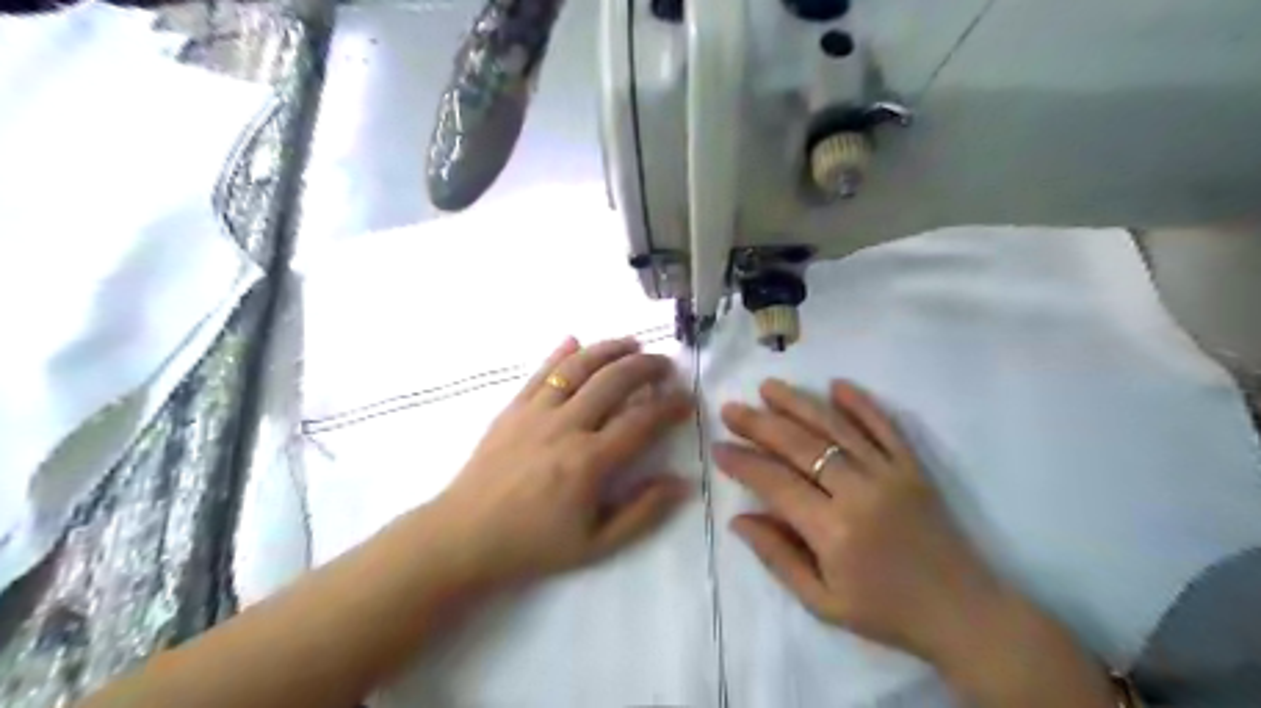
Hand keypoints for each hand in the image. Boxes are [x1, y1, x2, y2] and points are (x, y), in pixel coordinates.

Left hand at [427, 333, 694, 586]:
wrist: (464, 535)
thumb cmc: (533, 543)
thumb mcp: (596, 544)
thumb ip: (643, 513)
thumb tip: (682, 483)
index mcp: (589, 461)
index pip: (641, 421)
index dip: (669, 406)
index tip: (686, 400)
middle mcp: (565, 426)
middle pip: (613, 381)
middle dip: (646, 366)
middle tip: (665, 365)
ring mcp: (535, 412)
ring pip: (578, 367)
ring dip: (609, 349)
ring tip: (632, 344)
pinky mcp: (512, 408)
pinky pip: (541, 372)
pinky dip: (561, 353)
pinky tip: (576, 341)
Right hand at [714, 383, 1011, 662]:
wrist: (964, 614)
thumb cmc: (885, 612)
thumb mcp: (822, 603)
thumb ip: (778, 557)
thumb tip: (738, 518)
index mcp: (834, 531)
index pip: (776, 483)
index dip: (744, 463)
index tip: (718, 448)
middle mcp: (860, 492)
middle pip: (801, 446)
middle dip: (760, 424)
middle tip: (732, 409)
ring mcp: (891, 474)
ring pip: (837, 428)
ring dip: (799, 403)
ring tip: (768, 387)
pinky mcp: (914, 467)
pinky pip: (885, 427)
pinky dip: (861, 403)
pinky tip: (836, 384)